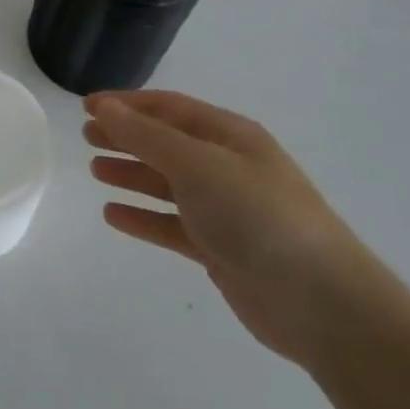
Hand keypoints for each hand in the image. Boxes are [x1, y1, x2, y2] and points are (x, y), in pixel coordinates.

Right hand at [85, 90, 390, 366]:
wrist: (323, 305)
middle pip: (166, 143)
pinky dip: (143, 217)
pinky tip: (113, 216)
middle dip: (126, 136)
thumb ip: (146, 136)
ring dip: (131, 174)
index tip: (86, 106)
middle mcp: (228, 167)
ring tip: (94, 171)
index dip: (126, 104)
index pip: (169, 108)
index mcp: (230, 136)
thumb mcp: (197, 165)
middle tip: (86, 136)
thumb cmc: (259, 217)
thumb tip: (104, 107)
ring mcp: (226, 210)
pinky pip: (172, 225)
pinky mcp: (222, 250)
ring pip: (167, 183)